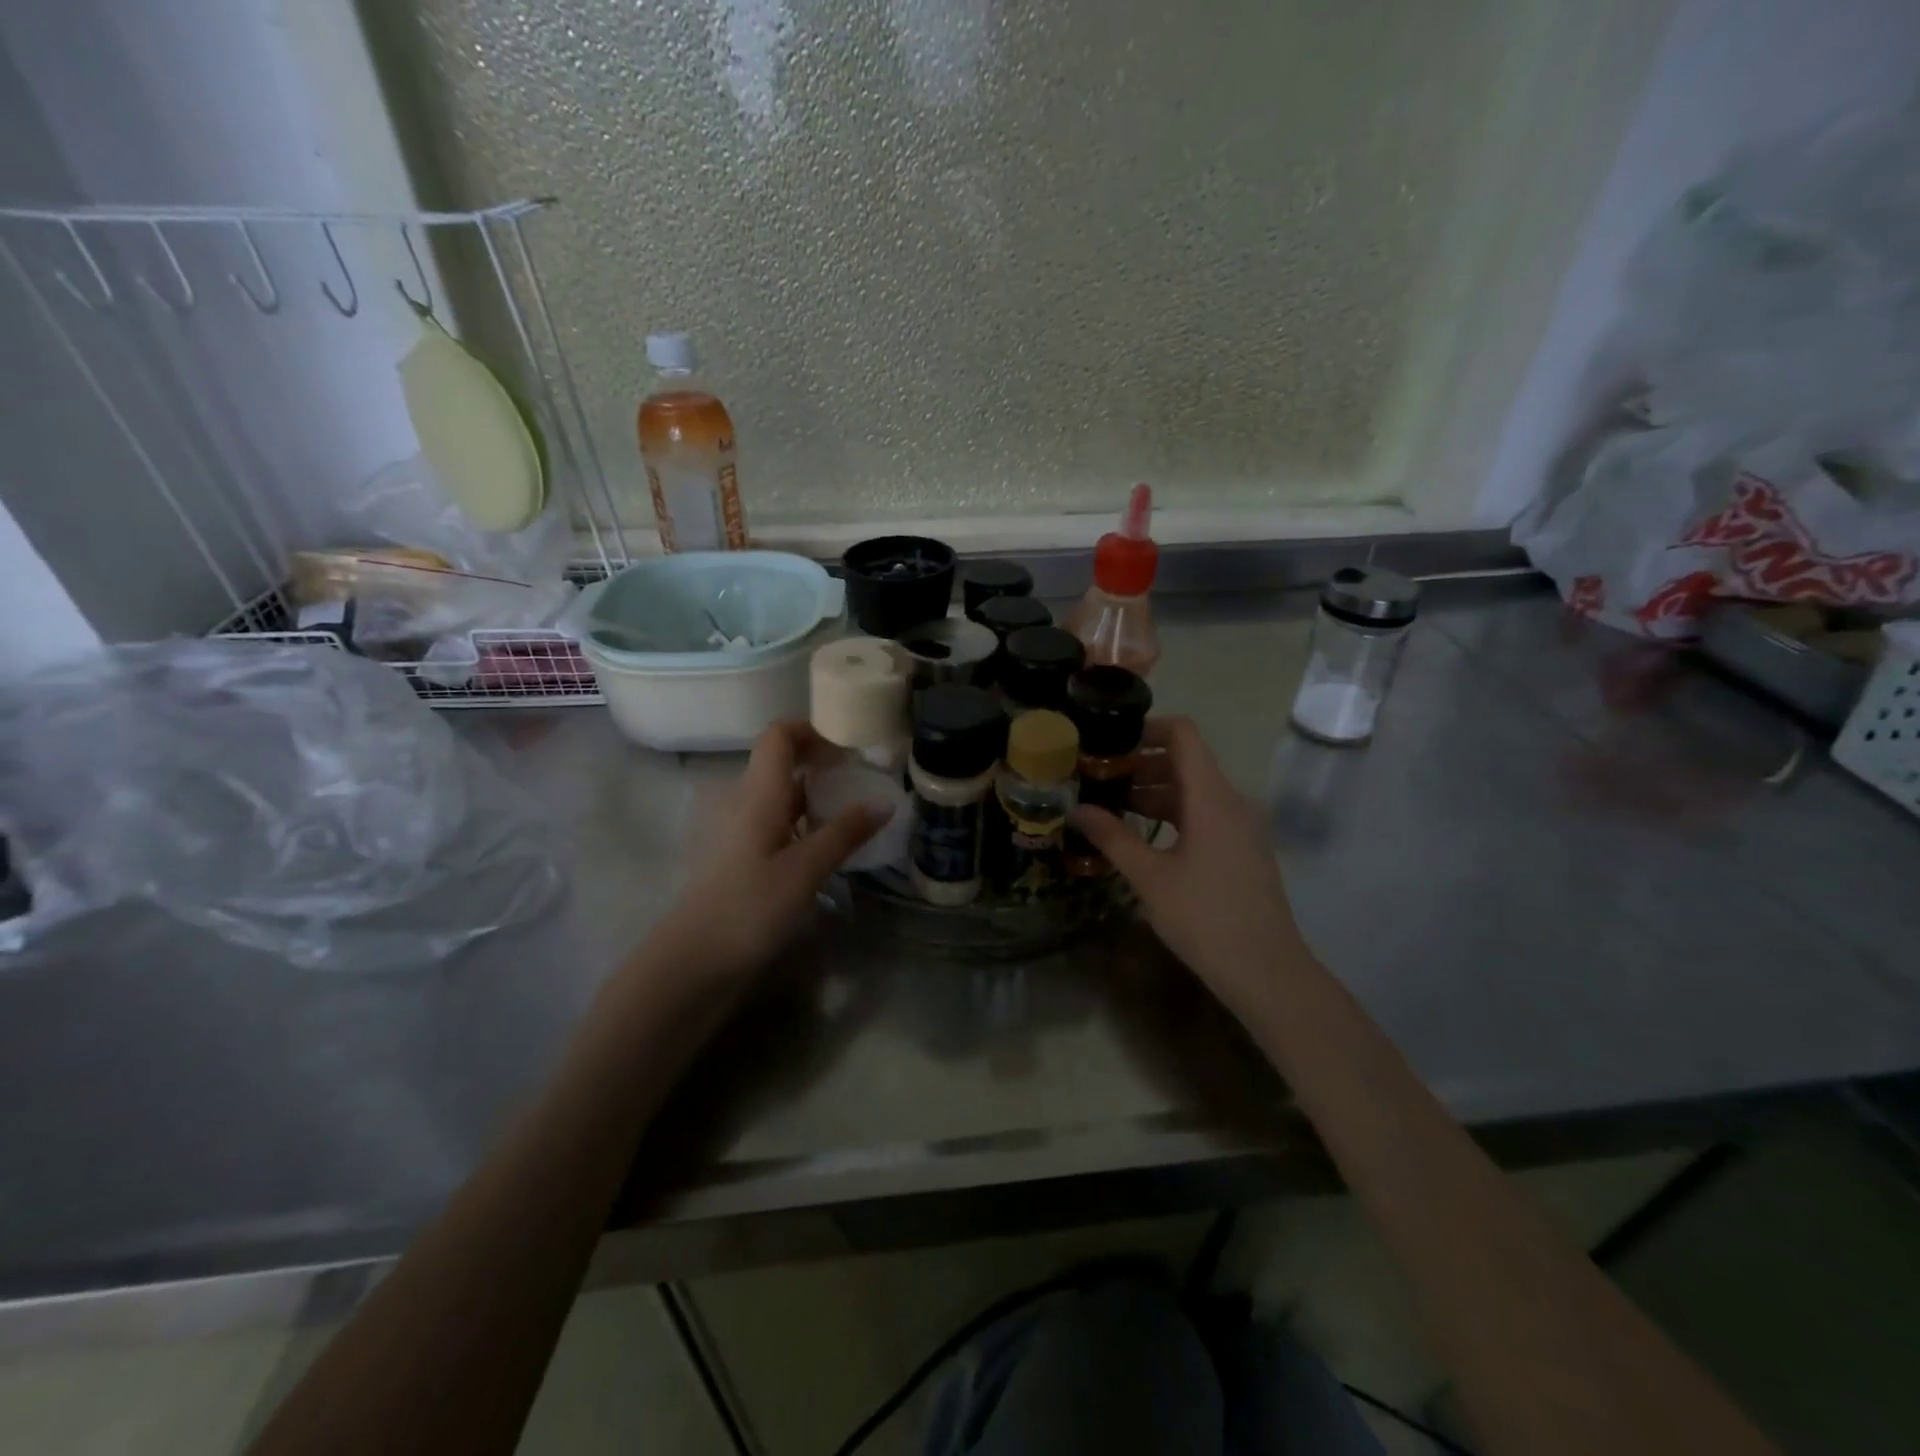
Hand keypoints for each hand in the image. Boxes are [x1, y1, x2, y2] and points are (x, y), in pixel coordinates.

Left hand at [655, 723, 886, 985]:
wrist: (693, 962)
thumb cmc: (749, 907)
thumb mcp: (806, 869)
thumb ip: (845, 833)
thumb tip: (885, 802)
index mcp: (757, 793)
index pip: (779, 736)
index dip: (813, 731)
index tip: (850, 747)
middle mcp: (743, 802)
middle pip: (781, 764)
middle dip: (822, 766)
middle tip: (862, 783)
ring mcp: (736, 831)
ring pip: (779, 797)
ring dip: (814, 798)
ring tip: (853, 816)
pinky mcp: (737, 858)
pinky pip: (774, 824)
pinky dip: (801, 824)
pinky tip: (825, 849)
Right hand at [1071, 716, 1307, 1006]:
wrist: (1266, 971)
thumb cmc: (1205, 918)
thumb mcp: (1149, 877)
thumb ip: (1112, 837)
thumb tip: (1076, 810)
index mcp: (1212, 796)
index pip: (1183, 734)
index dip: (1146, 728)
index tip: (1108, 742)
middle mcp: (1231, 800)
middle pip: (1185, 761)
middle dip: (1139, 764)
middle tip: (1095, 779)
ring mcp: (1241, 825)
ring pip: (1193, 791)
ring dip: (1153, 792)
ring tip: (1109, 808)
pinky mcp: (1242, 848)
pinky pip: (1204, 814)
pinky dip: (1172, 814)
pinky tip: (1140, 836)